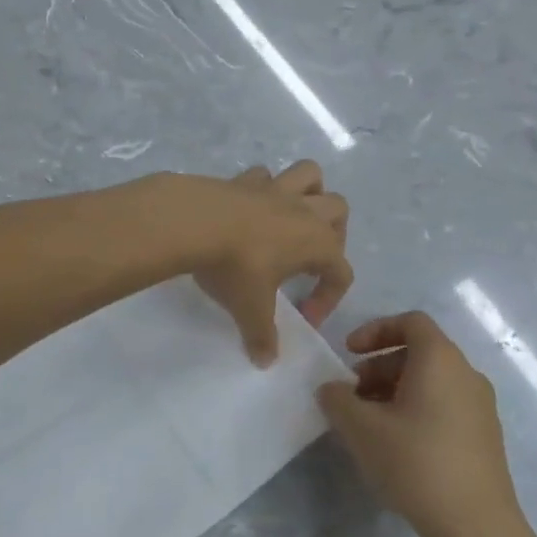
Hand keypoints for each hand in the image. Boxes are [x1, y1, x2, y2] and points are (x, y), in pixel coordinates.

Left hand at [182, 162, 352, 366]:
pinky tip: (250, 207)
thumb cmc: (235, 267)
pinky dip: (265, 187)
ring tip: (292, 218)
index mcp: (317, 242)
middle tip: (309, 258)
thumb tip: (266, 361)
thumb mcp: (250, 309)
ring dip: (309, 192)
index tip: (304, 317)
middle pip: (338, 209)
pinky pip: (265, 175)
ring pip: (310, 175)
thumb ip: (262, 336)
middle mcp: (303, 211)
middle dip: (333, 232)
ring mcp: (274, 189)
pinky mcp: (244, 179)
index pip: (341, 271)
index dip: (329, 298)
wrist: (194, 222)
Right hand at [315, 312, 517, 536]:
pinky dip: (416, 410)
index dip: (375, 330)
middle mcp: (466, 374)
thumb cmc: (415, 462)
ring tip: (369, 424)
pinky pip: (445, 405)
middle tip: (352, 395)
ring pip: (431, 382)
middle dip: (379, 367)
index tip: (349, 353)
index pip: (410, 322)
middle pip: (419, 352)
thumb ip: (338, 400)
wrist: (475, 525)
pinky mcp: (484, 436)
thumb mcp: (362, 429)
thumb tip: (331, 389)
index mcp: (440, 359)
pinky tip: (397, 446)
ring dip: (395, 391)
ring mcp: (480, 406)